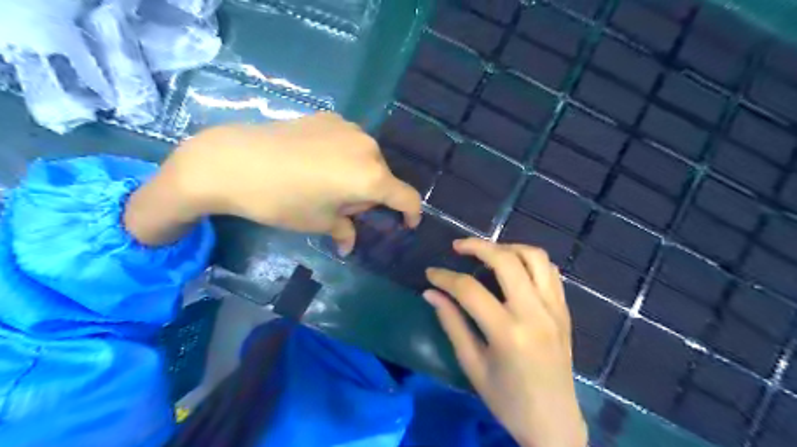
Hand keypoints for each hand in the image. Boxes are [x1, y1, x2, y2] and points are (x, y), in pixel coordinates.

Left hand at [123, 112, 422, 247]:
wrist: (234, 161)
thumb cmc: (282, 200)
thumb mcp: (318, 221)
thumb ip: (344, 230)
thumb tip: (349, 243)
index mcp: (372, 176)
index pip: (407, 197)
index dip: (411, 214)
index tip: (406, 224)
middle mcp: (368, 148)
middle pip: (384, 177)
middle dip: (373, 196)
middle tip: (346, 209)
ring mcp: (348, 128)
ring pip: (366, 158)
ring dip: (358, 175)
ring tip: (327, 184)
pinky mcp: (329, 117)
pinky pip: (348, 142)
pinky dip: (343, 157)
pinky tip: (316, 163)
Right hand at [424, 240, 582, 445]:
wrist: (554, 423)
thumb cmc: (508, 400)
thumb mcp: (472, 365)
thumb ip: (452, 324)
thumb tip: (431, 294)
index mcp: (508, 332)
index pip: (469, 290)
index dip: (445, 277)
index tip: (430, 274)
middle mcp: (535, 313)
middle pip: (506, 260)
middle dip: (477, 246)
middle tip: (457, 247)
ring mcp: (554, 309)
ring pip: (534, 257)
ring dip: (507, 247)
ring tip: (487, 252)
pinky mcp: (564, 310)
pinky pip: (550, 272)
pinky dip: (530, 261)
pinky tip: (514, 268)